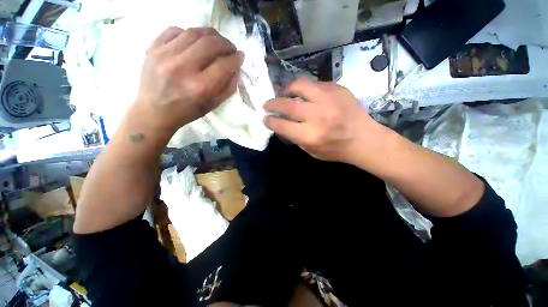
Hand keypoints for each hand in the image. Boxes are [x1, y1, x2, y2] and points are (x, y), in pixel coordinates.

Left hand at [135, 27, 243, 131]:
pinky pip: (175, 30)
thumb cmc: (187, 111)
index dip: (236, 59)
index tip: (240, 56)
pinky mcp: (152, 47)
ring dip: (211, 35)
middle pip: (210, 44)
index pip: (224, 65)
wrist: (154, 111)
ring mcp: (164, 54)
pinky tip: (195, 41)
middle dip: (226, 44)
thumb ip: (228, 87)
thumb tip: (236, 67)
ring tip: (216, 41)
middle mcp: (182, 68)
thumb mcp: (213, 105)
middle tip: (230, 48)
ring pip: (194, 32)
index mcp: (200, 87)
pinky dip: (190, 33)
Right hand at [264, 79, 386, 163]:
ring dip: (286, 89)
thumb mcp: (311, 151)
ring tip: (283, 94)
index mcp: (310, 135)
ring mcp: (328, 99)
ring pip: (299, 86)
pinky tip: (302, 93)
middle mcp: (317, 116)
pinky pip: (313, 84)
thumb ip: (294, 137)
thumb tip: (280, 124)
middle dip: (272, 103)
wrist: (363, 139)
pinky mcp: (337, 89)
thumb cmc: (335, 150)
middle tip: (267, 104)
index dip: (270, 121)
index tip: (266, 118)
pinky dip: (303, 88)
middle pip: (287, 104)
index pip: (281, 124)